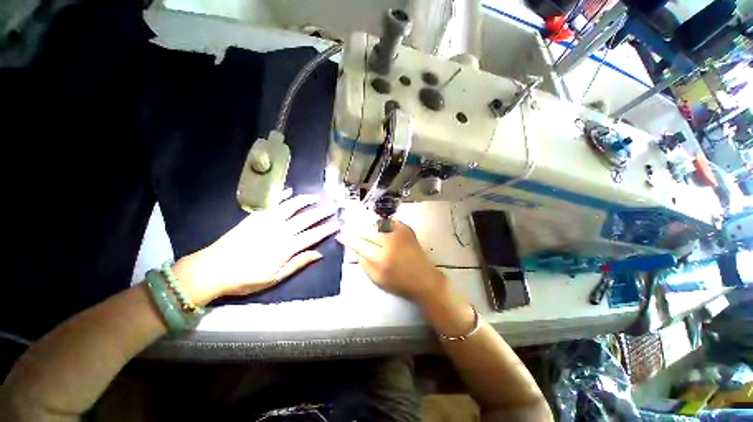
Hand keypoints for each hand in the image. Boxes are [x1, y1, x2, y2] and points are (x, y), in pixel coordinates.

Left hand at [173, 195, 338, 304]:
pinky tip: (290, 191)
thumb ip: (297, 264)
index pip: (312, 236)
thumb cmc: (245, 278)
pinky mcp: (254, 217)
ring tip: (316, 196)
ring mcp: (266, 222)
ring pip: (290, 207)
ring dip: (305, 200)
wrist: (212, 270)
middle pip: (305, 219)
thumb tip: (318, 254)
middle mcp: (279, 231)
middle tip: (333, 206)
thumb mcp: (274, 278)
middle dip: (321, 212)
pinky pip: (271, 204)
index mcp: (285, 248)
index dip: (326, 230)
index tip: (337, 224)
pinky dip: (282, 196)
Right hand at [336, 218, 445, 303]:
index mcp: (379, 258)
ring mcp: (398, 233)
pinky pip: (389, 220)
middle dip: (356, 228)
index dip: (347, 238)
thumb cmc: (399, 283)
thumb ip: (363, 262)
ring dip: (367, 223)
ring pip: (376, 222)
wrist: (424, 279)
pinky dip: (381, 222)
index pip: (358, 243)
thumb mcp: (376, 278)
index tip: (341, 235)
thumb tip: (354, 247)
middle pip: (366, 230)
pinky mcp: (406, 229)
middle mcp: (388, 242)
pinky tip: (378, 224)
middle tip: (350, 228)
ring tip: (362, 226)